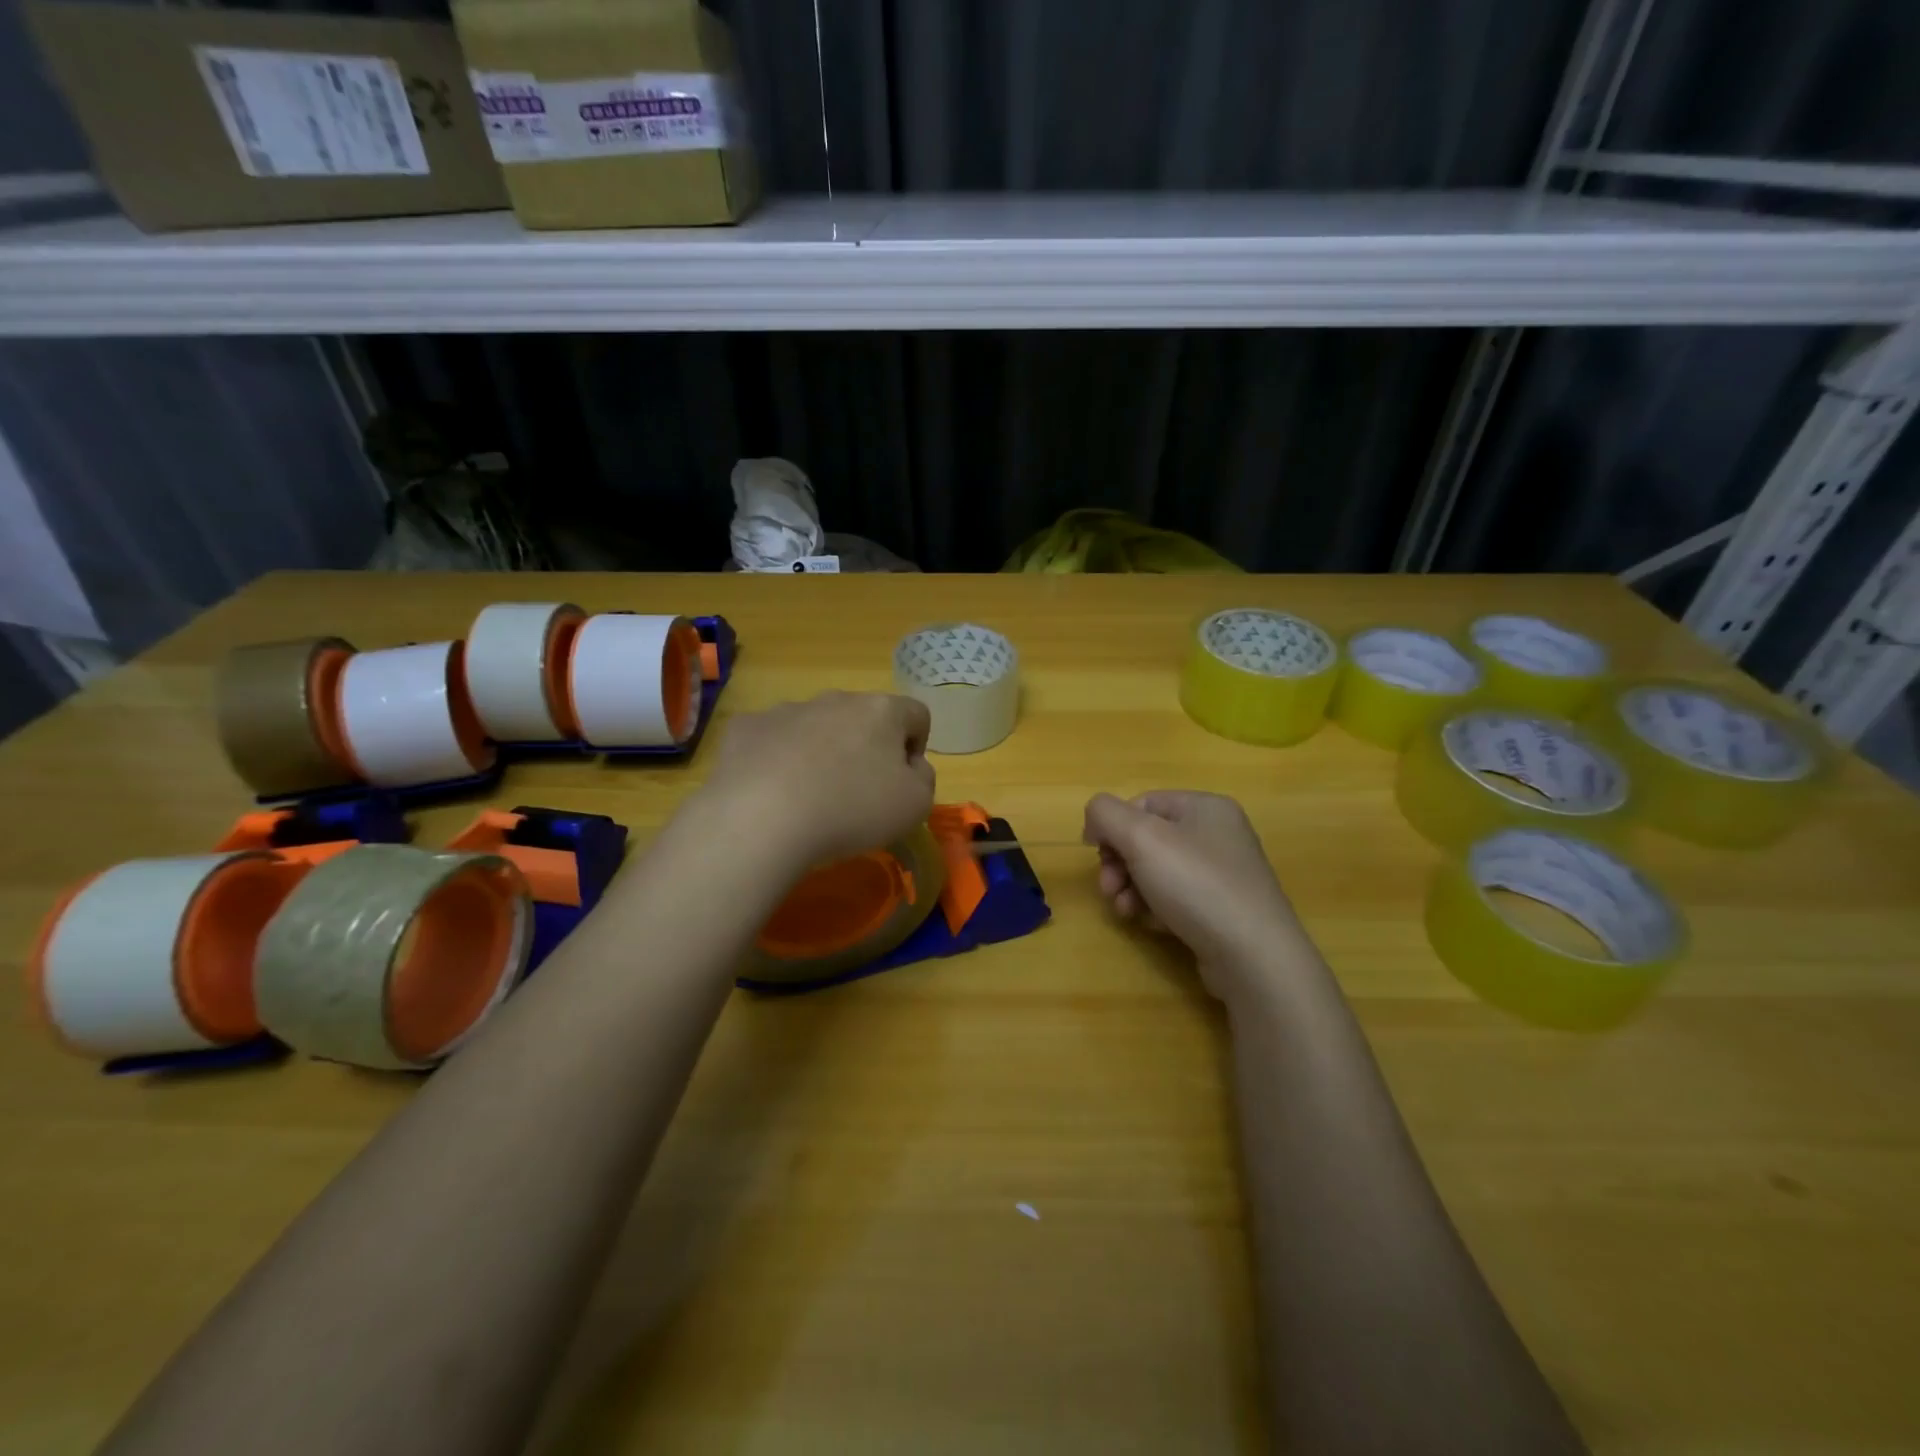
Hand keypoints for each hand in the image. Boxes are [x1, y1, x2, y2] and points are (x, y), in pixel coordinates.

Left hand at [700, 692, 935, 867]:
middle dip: (865, 749)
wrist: (761, 818)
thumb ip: (923, 779)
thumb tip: (911, 766)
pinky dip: (777, 761)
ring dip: (820, 753)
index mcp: (881, 711)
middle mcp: (835, 699)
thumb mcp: (915, 806)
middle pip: (862, 718)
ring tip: (810, 798)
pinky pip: (771, 741)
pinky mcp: (746, 728)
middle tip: (857, 794)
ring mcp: (786, 710)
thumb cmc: (852, 809)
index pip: (916, 714)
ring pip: (815, 727)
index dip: (916, 748)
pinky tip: (771, 793)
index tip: (902, 782)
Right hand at [1082, 790, 1308, 999]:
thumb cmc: (1196, 885)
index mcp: (1206, 807)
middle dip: (1119, 863)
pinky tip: (1153, 925)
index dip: (1113, 826)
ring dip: (1131, 889)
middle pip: (1148, 839)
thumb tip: (1094, 821)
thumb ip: (1106, 815)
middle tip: (1108, 888)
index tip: (1096, 855)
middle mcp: (1218, 835)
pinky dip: (1156, 908)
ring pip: (1157, 871)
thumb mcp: (1141, 838)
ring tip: (1126, 911)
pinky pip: (1176, 898)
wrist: (1253, 957)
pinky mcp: (1223, 910)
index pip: (1142, 802)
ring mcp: (1223, 874)